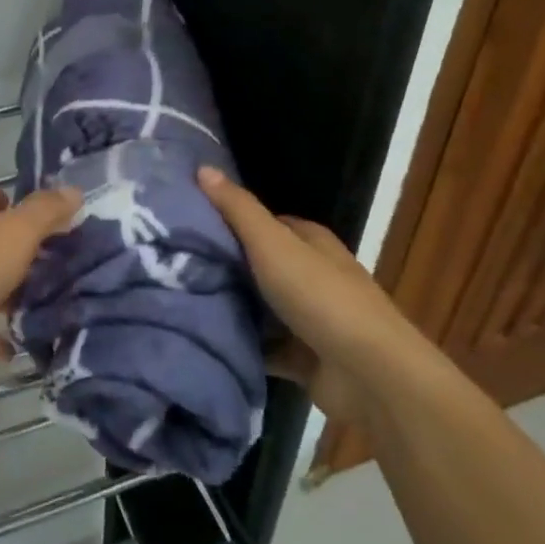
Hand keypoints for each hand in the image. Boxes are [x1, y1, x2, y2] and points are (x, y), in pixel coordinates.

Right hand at [198, 166, 413, 424]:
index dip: (230, 221)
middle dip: (225, 266)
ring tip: (180, 301)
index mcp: (311, 242)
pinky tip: (206, 340)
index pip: (266, 223)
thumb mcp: (272, 243)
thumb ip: (237, 209)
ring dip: (231, 308)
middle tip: (174, 265)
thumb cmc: (320, 297)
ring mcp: (311, 319)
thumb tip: (202, 167)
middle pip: (260, 265)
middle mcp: (313, 276)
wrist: (370, 375)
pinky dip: (243, 346)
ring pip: (261, 308)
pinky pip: (265, 348)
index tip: (188, 225)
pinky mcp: (306, 359)